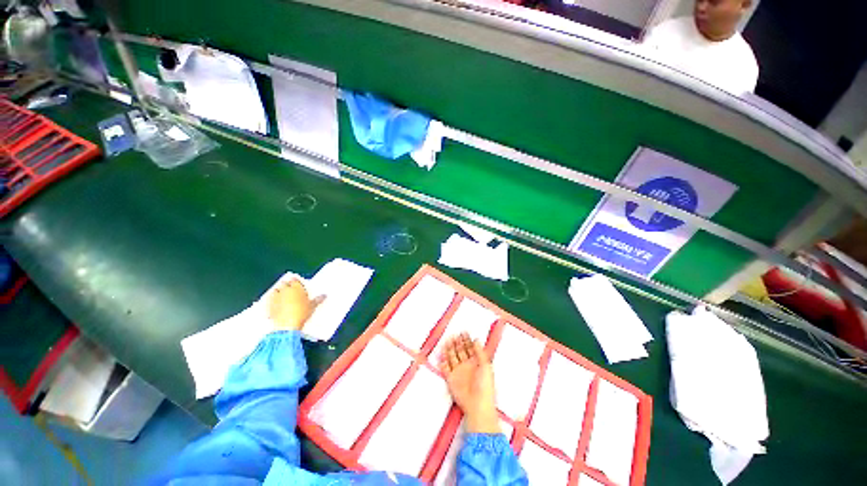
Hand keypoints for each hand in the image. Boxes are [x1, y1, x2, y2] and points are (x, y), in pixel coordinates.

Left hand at [267, 278, 324, 330]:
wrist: (286, 325)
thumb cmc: (302, 313)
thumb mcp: (312, 306)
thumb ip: (318, 299)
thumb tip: (324, 296)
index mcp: (296, 287)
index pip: (295, 280)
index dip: (296, 281)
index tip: (297, 283)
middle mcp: (285, 290)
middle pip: (284, 283)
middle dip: (287, 285)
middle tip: (290, 289)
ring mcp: (276, 297)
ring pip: (276, 290)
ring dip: (278, 291)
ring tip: (282, 295)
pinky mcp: (269, 305)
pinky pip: (270, 300)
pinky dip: (272, 300)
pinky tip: (276, 304)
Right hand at [439, 333, 500, 433]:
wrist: (478, 405)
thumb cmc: (485, 386)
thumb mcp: (486, 366)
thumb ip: (480, 352)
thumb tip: (477, 339)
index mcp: (476, 363)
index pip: (470, 348)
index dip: (466, 340)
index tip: (463, 332)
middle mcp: (466, 366)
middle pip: (460, 351)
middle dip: (457, 342)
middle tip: (453, 334)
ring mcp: (458, 372)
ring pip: (452, 357)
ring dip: (449, 349)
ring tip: (447, 340)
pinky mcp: (451, 379)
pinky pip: (445, 368)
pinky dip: (443, 361)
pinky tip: (441, 354)